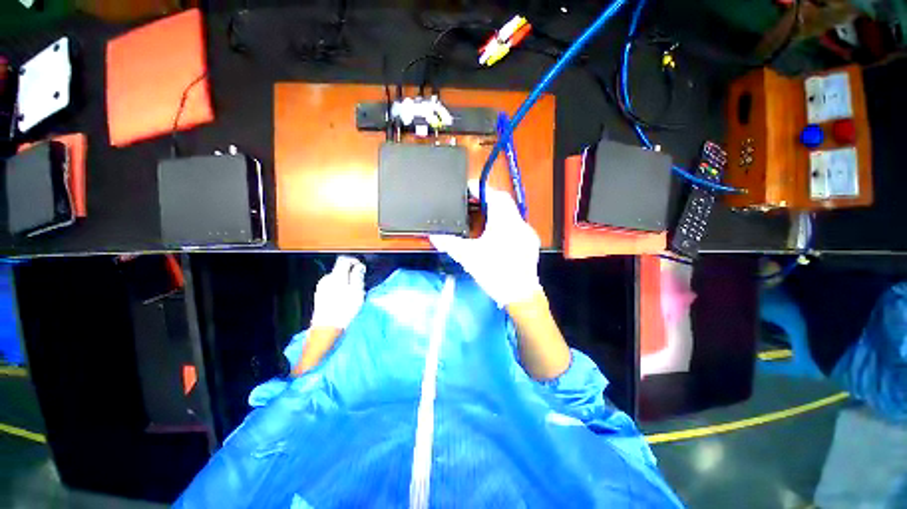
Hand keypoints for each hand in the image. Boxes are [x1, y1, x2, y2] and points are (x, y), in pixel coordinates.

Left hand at [310, 256, 365, 329]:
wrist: (327, 327)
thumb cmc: (345, 308)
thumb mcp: (356, 291)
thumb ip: (357, 276)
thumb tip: (359, 266)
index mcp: (336, 276)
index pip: (344, 259)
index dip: (354, 261)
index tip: (362, 269)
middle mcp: (327, 278)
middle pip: (340, 269)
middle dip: (351, 273)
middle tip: (359, 284)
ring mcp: (321, 286)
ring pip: (337, 278)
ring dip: (346, 281)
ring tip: (352, 293)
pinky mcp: (320, 294)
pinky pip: (332, 285)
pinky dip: (339, 287)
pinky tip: (343, 298)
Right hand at [430, 184, 540, 306]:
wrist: (520, 296)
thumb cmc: (494, 273)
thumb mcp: (468, 257)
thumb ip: (450, 244)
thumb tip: (433, 236)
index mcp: (505, 221)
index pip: (494, 195)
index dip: (480, 188)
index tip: (468, 187)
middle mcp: (519, 223)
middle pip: (504, 202)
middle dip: (487, 199)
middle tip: (472, 202)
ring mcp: (527, 233)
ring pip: (511, 214)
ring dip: (496, 211)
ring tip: (480, 216)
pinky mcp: (530, 243)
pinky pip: (516, 226)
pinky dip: (504, 224)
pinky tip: (495, 235)